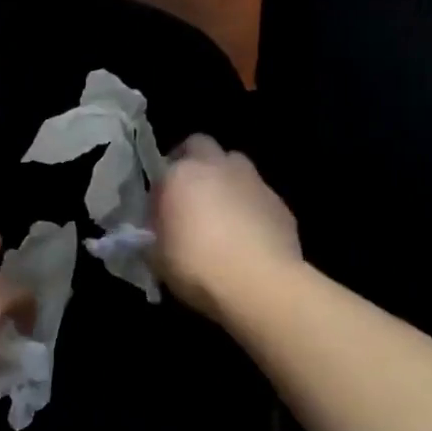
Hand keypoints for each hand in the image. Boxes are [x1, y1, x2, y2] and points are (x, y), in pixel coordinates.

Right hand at [153, 134, 301, 316]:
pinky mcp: (279, 203)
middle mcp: (216, 167)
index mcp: (180, 175)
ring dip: (225, 179)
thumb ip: (152, 237)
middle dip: (194, 162)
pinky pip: (258, 194)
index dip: (161, 189)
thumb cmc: (197, 267)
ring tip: (221, 212)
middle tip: (189, 194)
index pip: (162, 169)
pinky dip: (250, 206)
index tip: (160, 213)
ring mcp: (252, 182)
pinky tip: (248, 235)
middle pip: (201, 145)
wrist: (261, 285)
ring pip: (235, 165)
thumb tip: (154, 235)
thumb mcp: (157, 257)